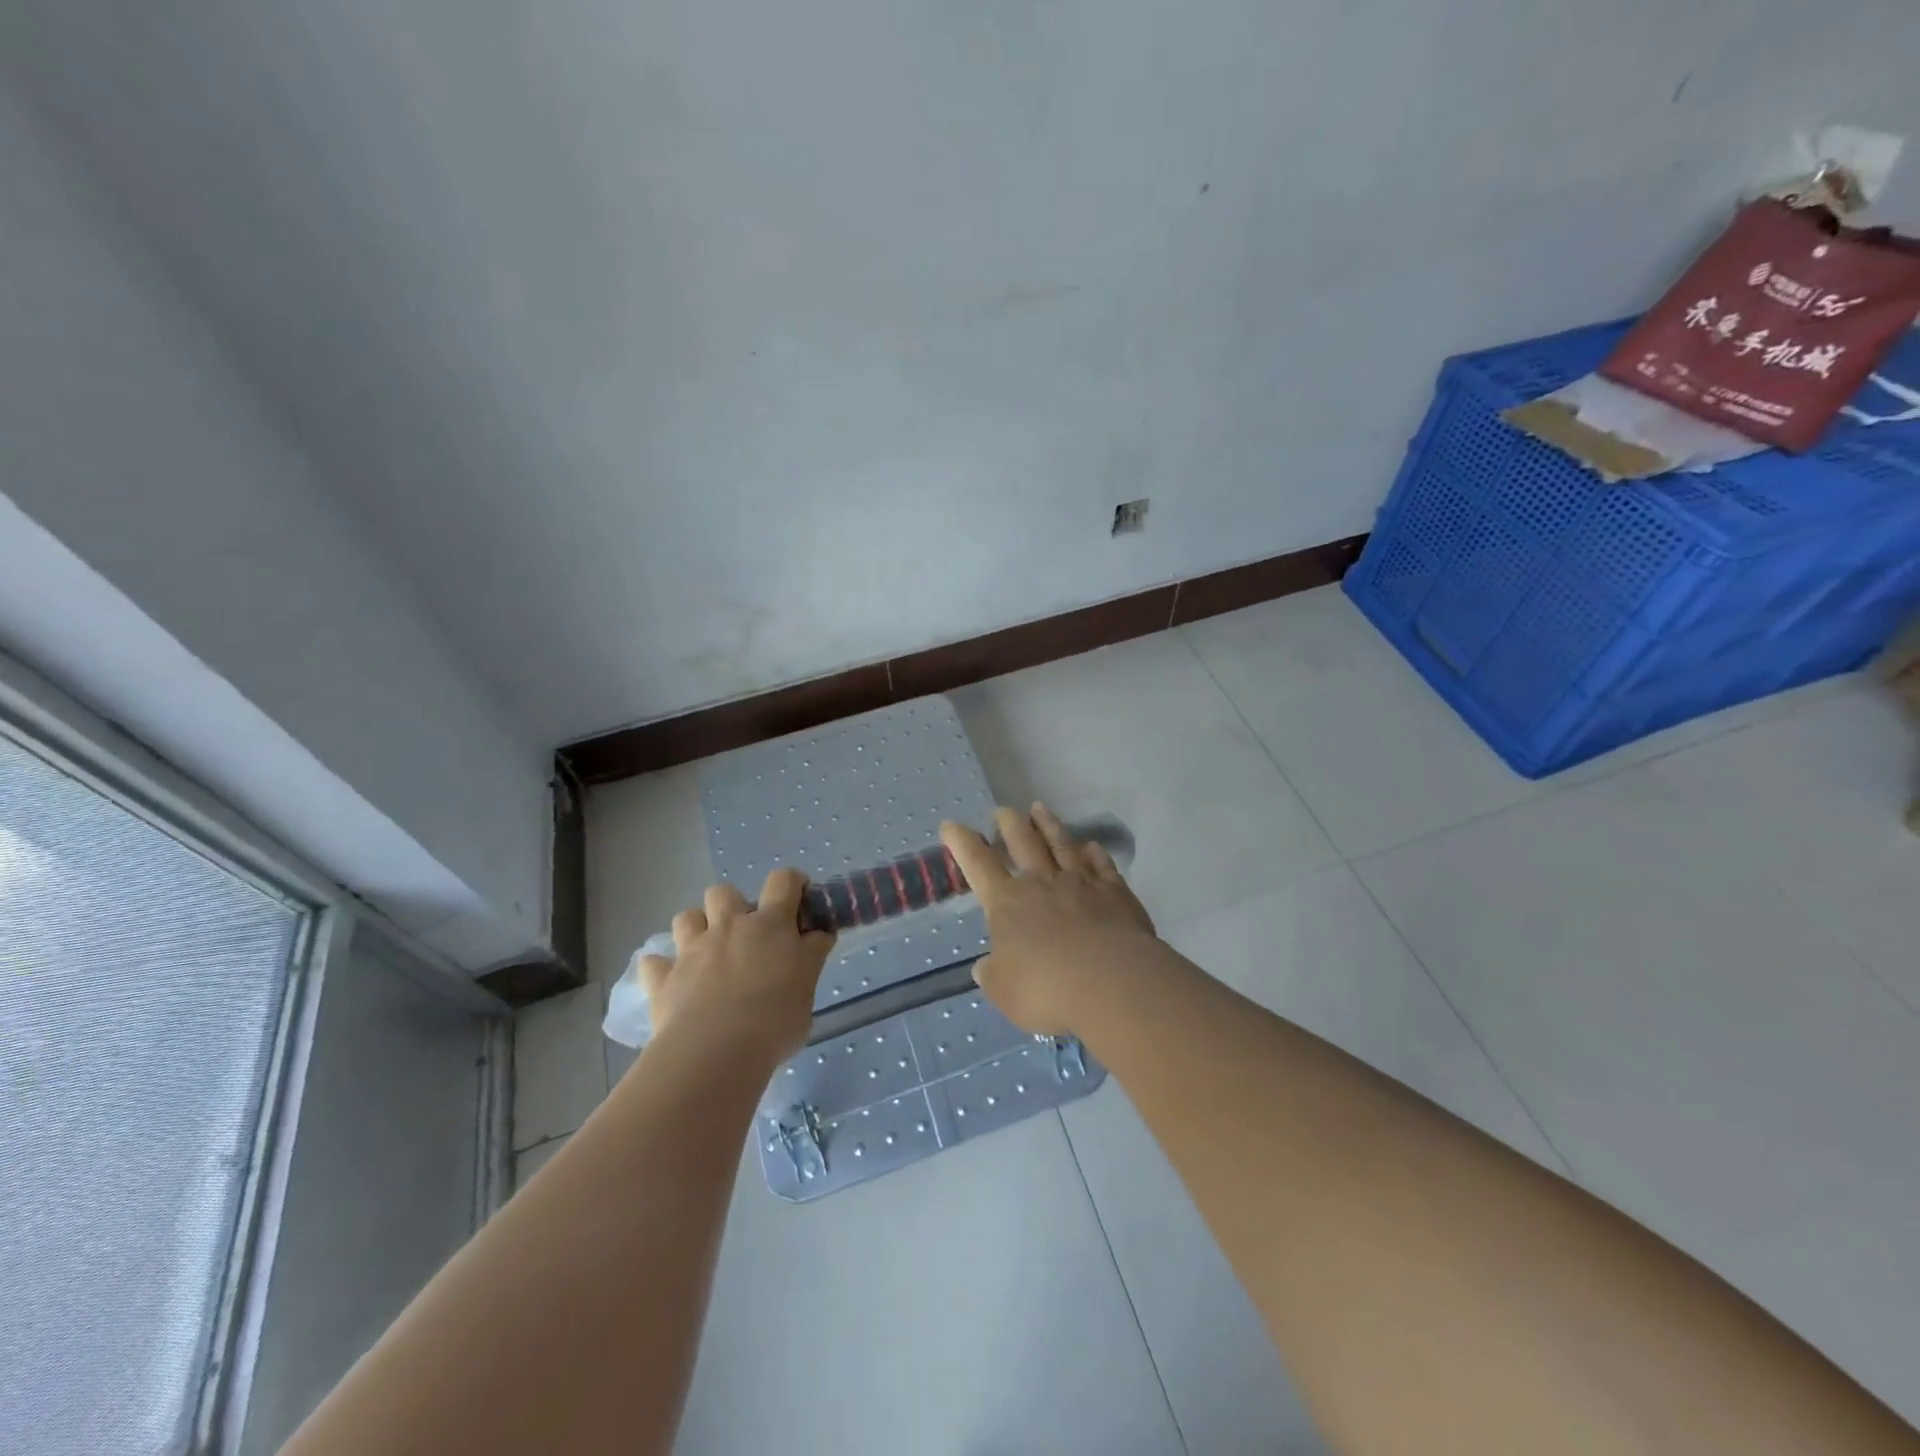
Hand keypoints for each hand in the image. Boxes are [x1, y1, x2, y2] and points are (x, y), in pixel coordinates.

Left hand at [638, 869, 835, 1060]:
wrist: (715, 1052)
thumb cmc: (775, 1020)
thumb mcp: (809, 988)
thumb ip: (810, 958)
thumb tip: (817, 937)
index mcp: (771, 925)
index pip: (784, 881)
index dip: (793, 883)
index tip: (800, 900)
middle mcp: (729, 926)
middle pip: (724, 892)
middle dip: (733, 906)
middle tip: (746, 936)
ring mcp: (692, 950)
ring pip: (686, 917)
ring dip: (696, 929)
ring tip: (707, 953)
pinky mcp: (663, 979)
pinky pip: (654, 964)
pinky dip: (663, 969)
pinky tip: (673, 983)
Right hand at [940, 803, 1155, 1035]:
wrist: (1112, 982)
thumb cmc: (1047, 989)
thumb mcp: (1004, 992)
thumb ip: (993, 975)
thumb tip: (985, 966)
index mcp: (1008, 903)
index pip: (979, 865)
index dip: (963, 843)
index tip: (951, 824)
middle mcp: (1043, 883)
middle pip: (1024, 842)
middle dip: (1010, 824)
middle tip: (1003, 810)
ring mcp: (1082, 884)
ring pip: (1062, 845)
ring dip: (1049, 825)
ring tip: (1040, 808)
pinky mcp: (1116, 894)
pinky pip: (1102, 866)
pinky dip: (1095, 854)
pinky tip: (1091, 846)